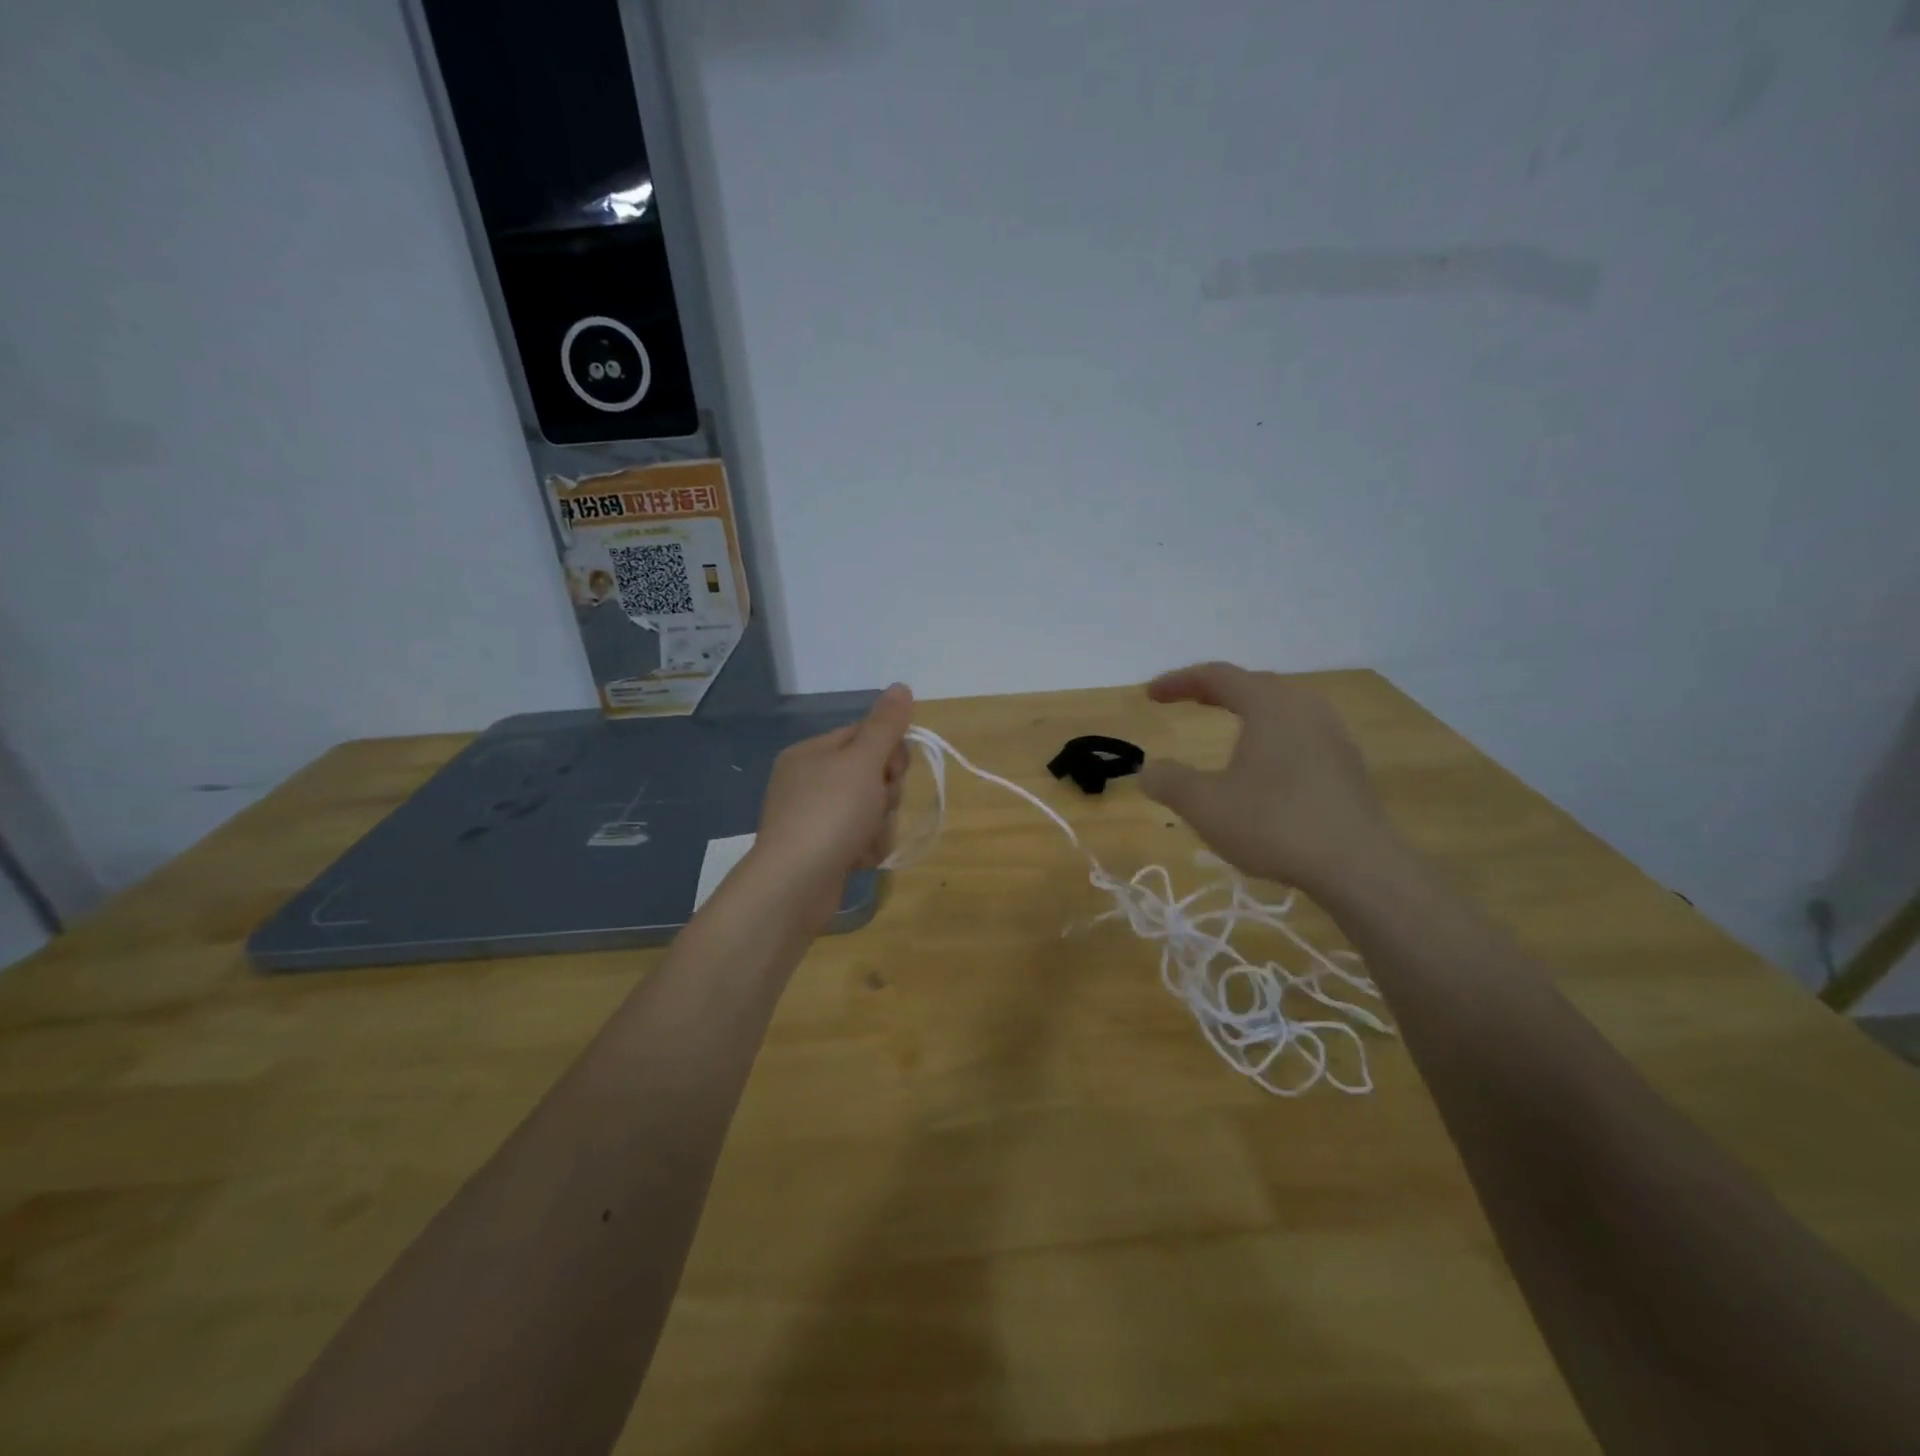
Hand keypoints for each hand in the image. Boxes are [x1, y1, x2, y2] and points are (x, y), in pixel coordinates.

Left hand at [744, 684, 913, 929]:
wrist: (795, 885)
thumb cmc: (829, 814)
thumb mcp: (862, 762)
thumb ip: (885, 725)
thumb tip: (901, 686)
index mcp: (811, 754)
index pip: (864, 736)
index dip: (888, 753)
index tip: (892, 771)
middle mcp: (809, 782)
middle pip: (871, 774)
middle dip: (885, 794)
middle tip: (877, 806)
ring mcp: (813, 818)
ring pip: (870, 809)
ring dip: (879, 825)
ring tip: (865, 840)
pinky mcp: (821, 851)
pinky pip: (860, 838)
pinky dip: (866, 848)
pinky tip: (859, 860)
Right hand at [1139, 663, 1399, 895]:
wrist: (1358, 866)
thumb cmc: (1274, 824)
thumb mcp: (1205, 805)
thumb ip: (1169, 782)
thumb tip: (1149, 770)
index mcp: (1269, 705)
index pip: (1217, 676)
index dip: (1179, 681)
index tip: (1151, 695)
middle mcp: (1305, 708)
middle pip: (1254, 685)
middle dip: (1215, 690)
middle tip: (1187, 701)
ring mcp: (1333, 736)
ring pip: (1282, 710)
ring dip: (1248, 713)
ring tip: (1227, 728)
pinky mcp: (1348, 767)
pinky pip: (1300, 735)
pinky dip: (1271, 737)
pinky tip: (1265, 768)